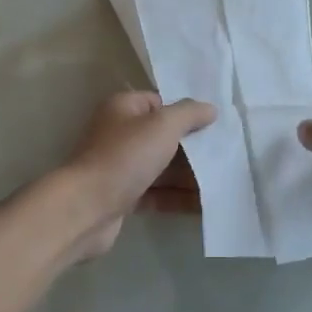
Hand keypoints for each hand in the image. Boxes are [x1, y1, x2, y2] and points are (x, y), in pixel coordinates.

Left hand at [60, 92, 216, 260]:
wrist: (86, 208)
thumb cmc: (124, 157)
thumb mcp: (162, 126)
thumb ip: (189, 114)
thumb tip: (210, 109)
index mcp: (124, 108)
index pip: (160, 103)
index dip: (186, 112)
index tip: (215, 125)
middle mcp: (119, 134)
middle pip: (163, 137)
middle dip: (193, 148)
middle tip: (226, 154)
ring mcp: (120, 167)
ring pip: (162, 167)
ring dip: (189, 176)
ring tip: (223, 181)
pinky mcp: (122, 197)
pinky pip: (156, 194)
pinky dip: (178, 198)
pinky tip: (205, 205)